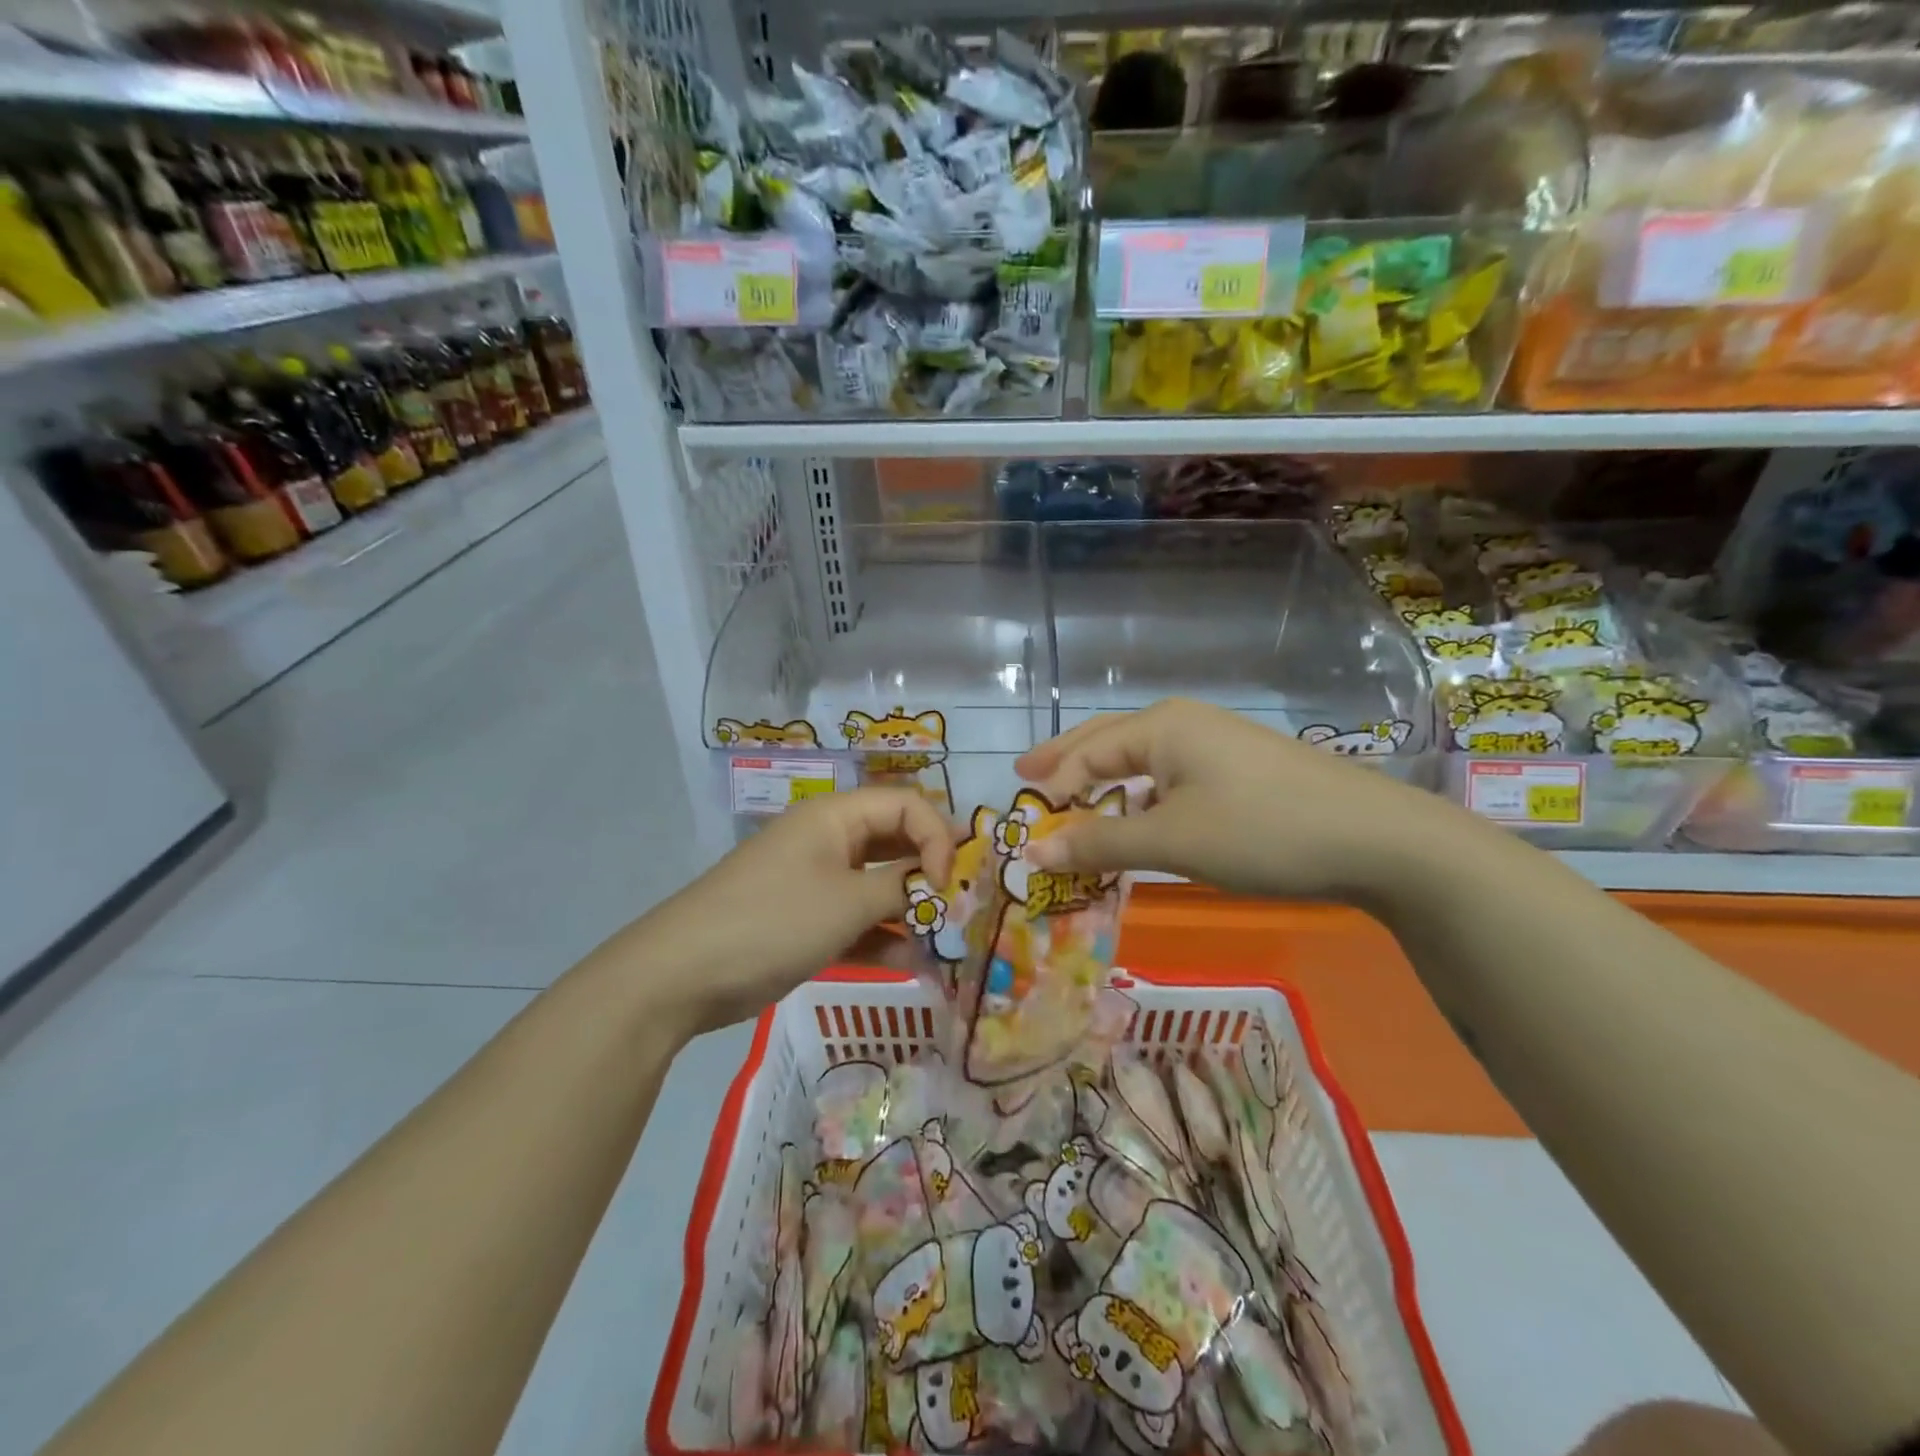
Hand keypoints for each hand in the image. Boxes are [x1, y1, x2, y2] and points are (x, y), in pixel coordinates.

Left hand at [628, 787, 956, 1037]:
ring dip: (908, 910)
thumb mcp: (848, 902)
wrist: (683, 974)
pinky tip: (905, 962)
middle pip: (894, 842)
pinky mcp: (805, 919)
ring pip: (877, 884)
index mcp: (835, 817)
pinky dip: (880, 935)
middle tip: (956, 909)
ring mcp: (815, 881)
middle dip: (927, 873)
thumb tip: (938, 883)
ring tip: (937, 942)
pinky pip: (855, 918)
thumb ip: (902, 888)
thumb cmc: (774, 921)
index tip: (947, 884)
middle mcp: (828, 840)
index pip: (905, 805)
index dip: (936, 837)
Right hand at [1014, 698, 1478, 903]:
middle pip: (1108, 742)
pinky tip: (1138, 818)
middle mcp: (1184, 724)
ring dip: (1105, 784)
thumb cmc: (1261, 830)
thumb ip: (1100, 843)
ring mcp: (1216, 745)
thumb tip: (1034, 854)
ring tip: (1074, 803)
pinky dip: (1141, 798)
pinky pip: (1170, 778)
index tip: (1023, 824)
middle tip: (1026, 778)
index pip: (1086, 753)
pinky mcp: (1239, 770)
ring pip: (1141, 761)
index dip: (1052, 789)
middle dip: (1066, 763)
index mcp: (1161, 726)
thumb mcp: (1171, 840)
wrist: (1378, 839)